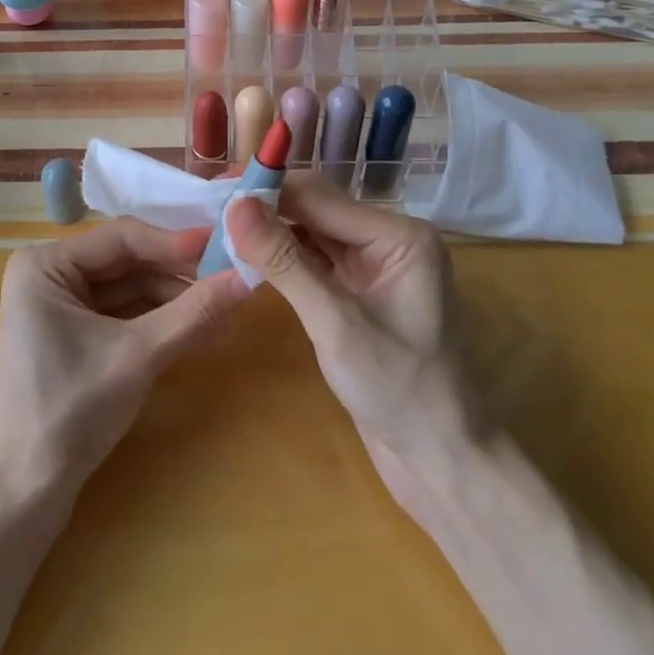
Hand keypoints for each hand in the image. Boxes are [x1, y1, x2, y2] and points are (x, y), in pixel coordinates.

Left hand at [0, 217, 250, 495]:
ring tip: (226, 316)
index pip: (122, 237)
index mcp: (45, 264)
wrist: (25, 495)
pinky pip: (123, 316)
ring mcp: (60, 307)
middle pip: (127, 263)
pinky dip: (159, 324)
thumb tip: (249, 276)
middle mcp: (49, 275)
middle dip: (179, 278)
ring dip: (175, 303)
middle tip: (231, 282)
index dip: (176, 242)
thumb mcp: (138, 356)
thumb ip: (194, 312)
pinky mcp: (73, 337)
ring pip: (130, 291)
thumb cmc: (70, 411)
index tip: (225, 245)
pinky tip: (201, 334)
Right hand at [225, 178, 474, 513]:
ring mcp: (375, 265)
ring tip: (220, 229)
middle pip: (316, 208)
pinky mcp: (360, 291)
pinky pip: (315, 259)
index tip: (214, 191)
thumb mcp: (336, 325)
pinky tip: (249, 258)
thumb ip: (285, 262)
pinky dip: (283, 258)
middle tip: (210, 210)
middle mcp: (389, 239)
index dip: (267, 190)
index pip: (320, 196)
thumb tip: (237, 206)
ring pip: (312, 232)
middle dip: (266, 208)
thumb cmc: (400, 392)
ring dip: (271, 232)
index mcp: (399, 235)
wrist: (442, 464)